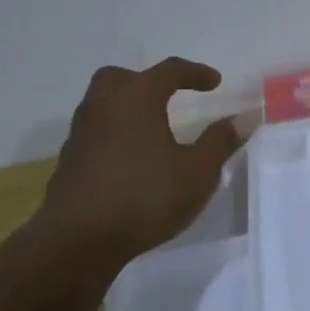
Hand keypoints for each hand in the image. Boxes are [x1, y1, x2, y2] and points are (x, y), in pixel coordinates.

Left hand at [40, 58, 242, 259]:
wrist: (77, 240)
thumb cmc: (144, 197)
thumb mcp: (197, 173)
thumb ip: (219, 142)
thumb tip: (239, 120)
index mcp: (137, 97)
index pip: (169, 70)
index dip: (195, 73)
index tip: (215, 82)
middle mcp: (104, 105)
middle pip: (123, 77)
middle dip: (148, 81)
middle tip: (169, 97)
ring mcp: (81, 133)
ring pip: (104, 104)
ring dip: (128, 109)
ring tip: (153, 130)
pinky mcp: (69, 161)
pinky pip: (96, 133)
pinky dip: (115, 135)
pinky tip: (132, 159)